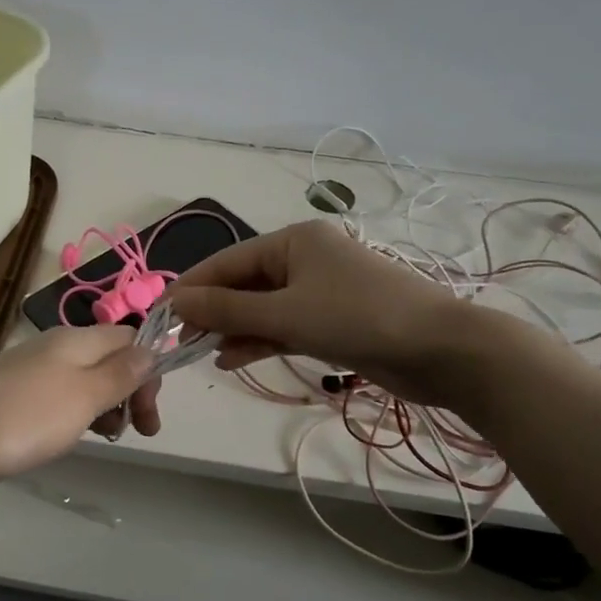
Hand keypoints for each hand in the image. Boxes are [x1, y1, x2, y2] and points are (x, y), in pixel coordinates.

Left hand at [0, 325, 162, 496]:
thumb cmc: (18, 420)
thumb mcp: (82, 396)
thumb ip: (120, 373)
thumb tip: (153, 348)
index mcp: (74, 340)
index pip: (130, 337)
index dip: (149, 370)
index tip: (151, 414)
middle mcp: (53, 349)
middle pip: (108, 359)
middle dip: (130, 392)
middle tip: (139, 432)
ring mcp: (27, 375)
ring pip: (83, 382)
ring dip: (104, 407)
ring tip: (105, 439)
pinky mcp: (8, 402)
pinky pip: (56, 401)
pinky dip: (74, 418)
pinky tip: (66, 440)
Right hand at [170, 220, 478, 405]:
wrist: (440, 350)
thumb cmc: (358, 318)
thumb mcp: (286, 314)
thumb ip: (228, 310)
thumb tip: (176, 302)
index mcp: (294, 241)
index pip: (228, 261)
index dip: (193, 287)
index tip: (161, 314)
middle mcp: (304, 259)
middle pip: (244, 283)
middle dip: (213, 311)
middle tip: (180, 340)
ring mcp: (320, 290)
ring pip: (263, 307)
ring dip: (234, 329)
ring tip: (202, 353)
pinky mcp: (332, 320)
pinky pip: (284, 325)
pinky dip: (260, 340)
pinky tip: (233, 359)